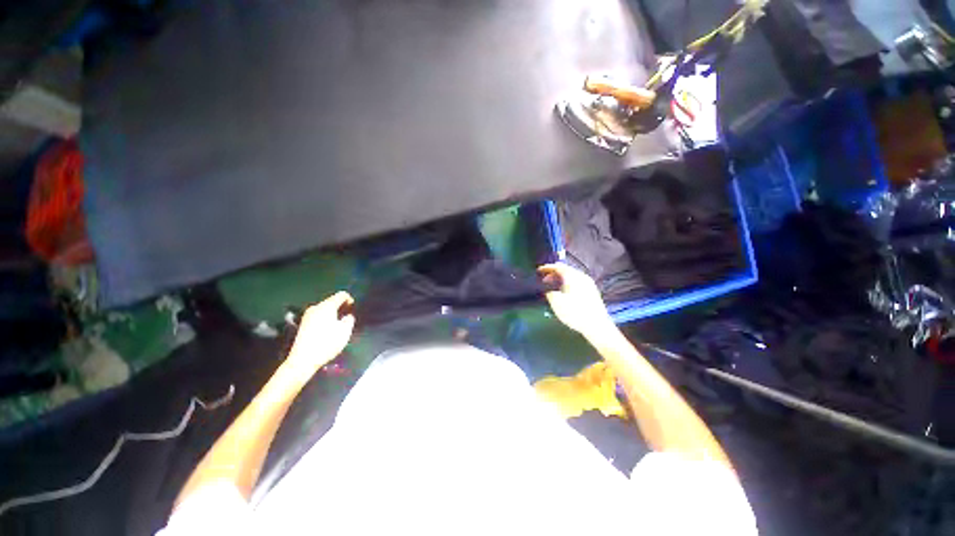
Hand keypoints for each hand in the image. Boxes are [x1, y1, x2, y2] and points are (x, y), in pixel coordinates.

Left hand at [283, 292, 355, 380]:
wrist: (303, 360)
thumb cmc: (326, 343)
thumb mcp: (345, 331)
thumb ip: (349, 320)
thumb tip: (347, 316)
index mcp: (327, 306)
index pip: (341, 295)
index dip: (350, 299)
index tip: (354, 309)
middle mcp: (316, 307)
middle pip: (331, 301)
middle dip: (341, 307)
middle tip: (348, 318)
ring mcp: (307, 316)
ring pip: (324, 309)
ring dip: (333, 314)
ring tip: (339, 325)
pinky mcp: (303, 324)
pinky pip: (318, 316)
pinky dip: (325, 319)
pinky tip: (328, 331)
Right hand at [538, 263, 614, 336]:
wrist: (597, 326)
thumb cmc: (574, 312)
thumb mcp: (556, 303)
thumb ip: (549, 292)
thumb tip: (548, 290)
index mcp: (572, 276)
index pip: (558, 267)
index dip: (547, 268)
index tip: (539, 270)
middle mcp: (581, 276)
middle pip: (566, 270)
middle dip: (554, 273)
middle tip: (544, 279)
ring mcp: (588, 284)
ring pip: (572, 276)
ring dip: (561, 278)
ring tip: (553, 285)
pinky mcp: (592, 291)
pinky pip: (577, 281)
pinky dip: (568, 283)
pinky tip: (564, 291)